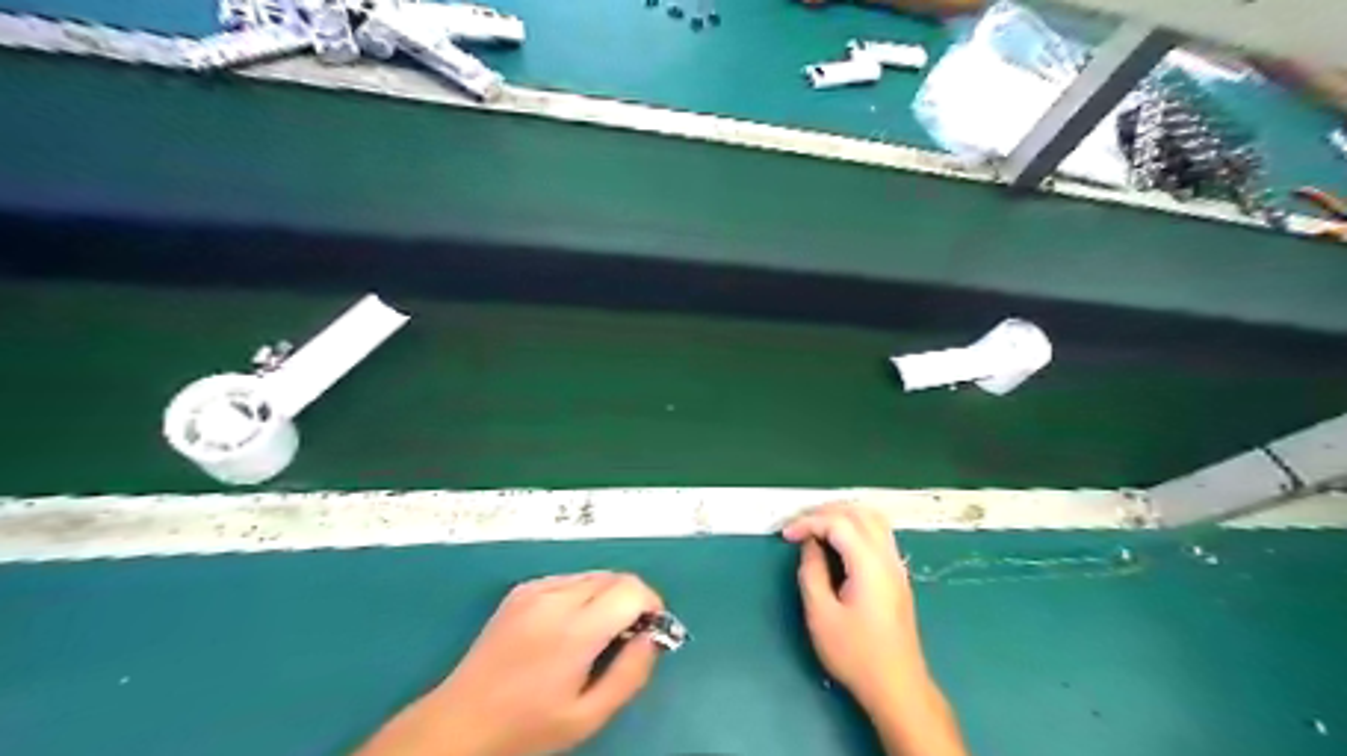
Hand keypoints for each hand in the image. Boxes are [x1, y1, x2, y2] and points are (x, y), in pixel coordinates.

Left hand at [359, 573, 664, 755]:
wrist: (460, 722)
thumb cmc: (527, 727)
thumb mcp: (588, 716)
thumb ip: (630, 674)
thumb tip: (654, 637)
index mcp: (575, 630)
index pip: (631, 590)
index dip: (651, 605)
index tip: (651, 631)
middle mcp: (556, 598)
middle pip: (615, 577)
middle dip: (632, 600)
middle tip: (627, 636)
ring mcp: (535, 589)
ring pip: (593, 575)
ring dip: (609, 596)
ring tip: (597, 634)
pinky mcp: (522, 590)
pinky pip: (569, 579)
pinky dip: (583, 594)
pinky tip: (569, 626)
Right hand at [781, 502, 926, 708]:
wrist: (897, 686)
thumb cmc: (855, 653)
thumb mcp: (821, 614)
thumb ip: (812, 572)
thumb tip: (809, 545)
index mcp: (869, 563)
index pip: (838, 522)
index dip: (808, 522)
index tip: (786, 535)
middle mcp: (887, 556)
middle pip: (859, 512)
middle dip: (825, 511)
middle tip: (799, 525)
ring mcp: (896, 565)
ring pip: (873, 519)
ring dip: (843, 515)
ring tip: (816, 527)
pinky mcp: (897, 575)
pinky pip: (878, 533)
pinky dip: (855, 526)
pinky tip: (839, 541)